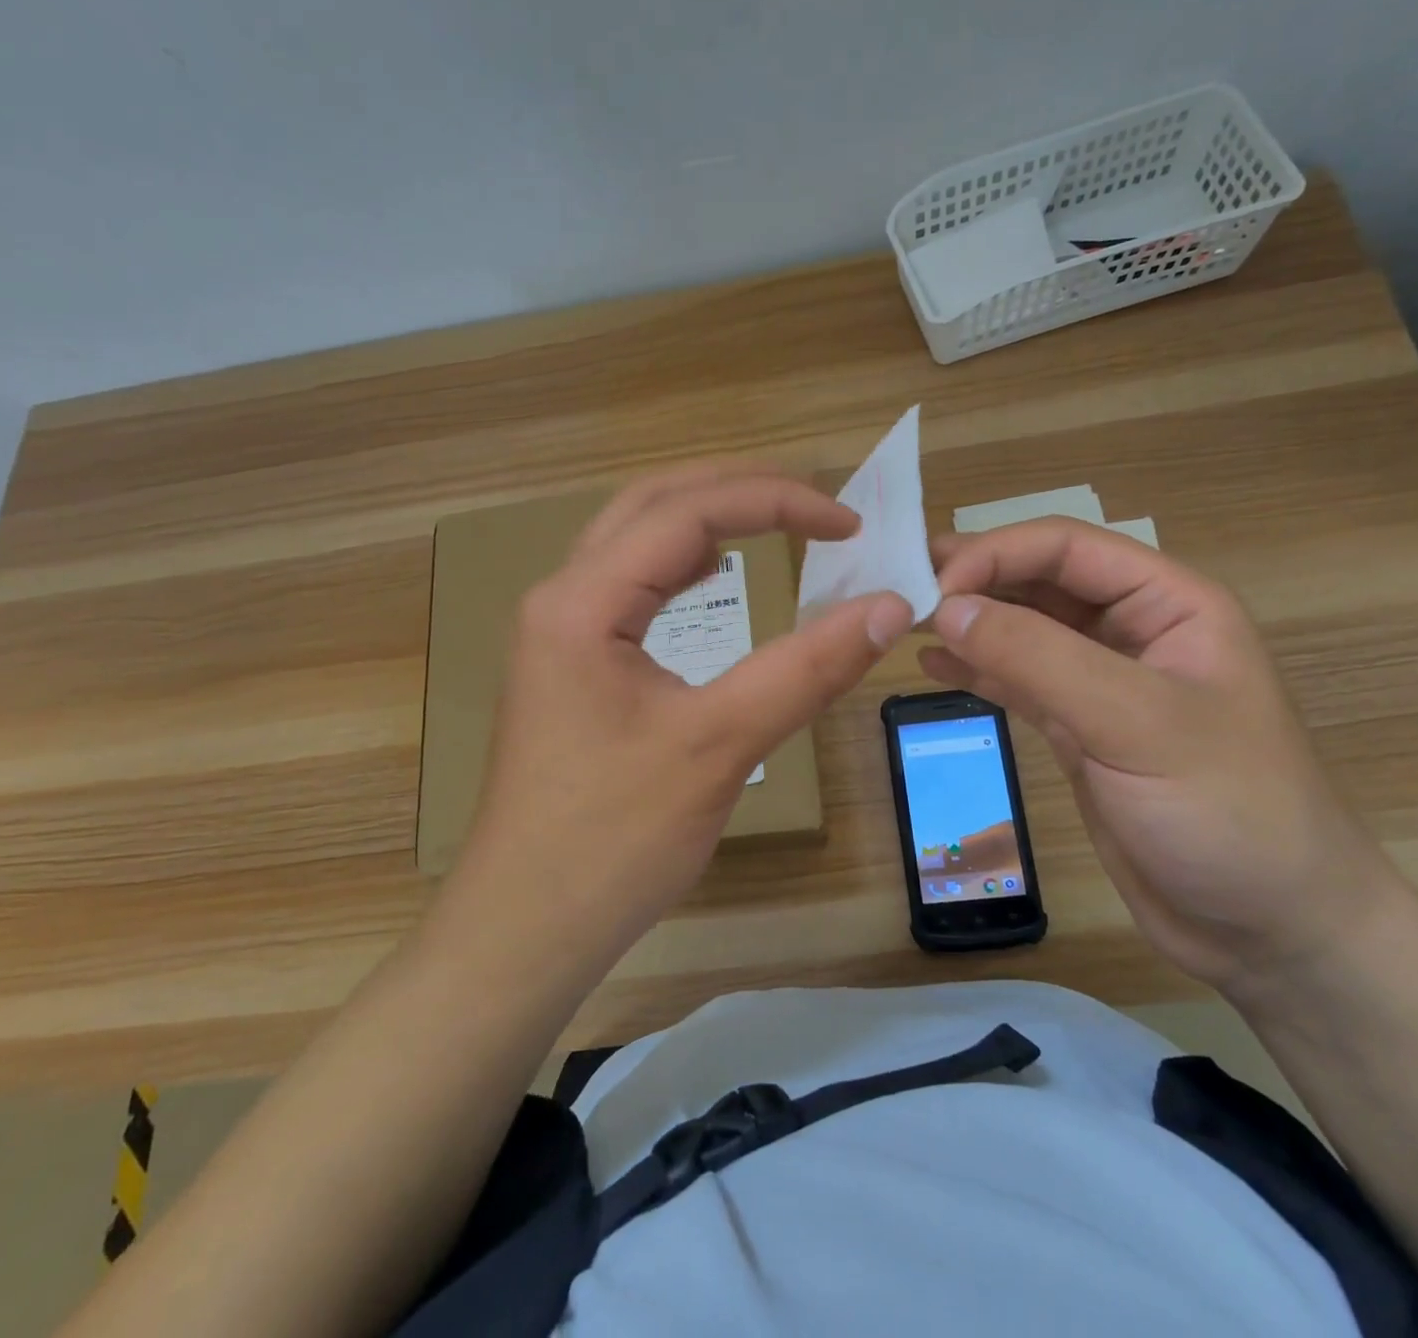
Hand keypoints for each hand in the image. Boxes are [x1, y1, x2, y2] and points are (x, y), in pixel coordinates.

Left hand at [449, 464, 913, 967]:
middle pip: (651, 505)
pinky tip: (714, 574)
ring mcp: (559, 633)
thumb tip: (890, 608)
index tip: (850, 523)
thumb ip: (806, 670)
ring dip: (706, 520)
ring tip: (776, 523)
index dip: (776, 501)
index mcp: (582, 602)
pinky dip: (681, 566)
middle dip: (737, 490)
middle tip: (815, 504)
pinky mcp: (571, 666)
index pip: (687, 512)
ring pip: (635, 542)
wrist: (527, 927)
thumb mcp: (720, 746)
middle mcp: (561, 599)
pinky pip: (630, 587)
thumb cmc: (614, 839)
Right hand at [922, 518, 1407, 994]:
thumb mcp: (1136, 723)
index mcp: (1169, 604)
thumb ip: (1039, 658)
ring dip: (968, 622)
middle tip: (900, 590)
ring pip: (1023, 631)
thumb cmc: (1227, 812)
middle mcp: (1133, 632)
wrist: (1270, 931)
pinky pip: (1017, 682)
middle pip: (1039, 581)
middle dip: (974, 580)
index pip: (1066, 548)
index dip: (995, 554)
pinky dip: (975, 670)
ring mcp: (1102, 684)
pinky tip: (932, 666)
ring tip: (903, 622)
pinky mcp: (1078, 731)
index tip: (933, 589)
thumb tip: (947, 607)